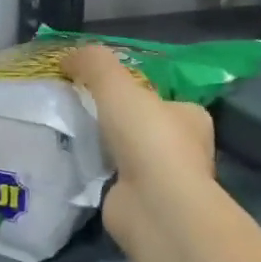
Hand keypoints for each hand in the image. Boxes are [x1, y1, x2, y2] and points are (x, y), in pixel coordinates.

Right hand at [63, 46, 216, 249]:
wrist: (153, 204)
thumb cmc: (147, 137)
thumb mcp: (116, 84)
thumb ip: (93, 63)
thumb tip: (68, 57)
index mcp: (192, 116)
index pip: (163, 98)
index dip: (135, 91)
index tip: (103, 90)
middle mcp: (186, 148)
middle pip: (145, 126)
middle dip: (117, 121)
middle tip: (80, 110)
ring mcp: (166, 180)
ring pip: (130, 155)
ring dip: (106, 148)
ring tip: (72, 136)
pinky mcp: (144, 204)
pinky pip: (116, 180)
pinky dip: (99, 173)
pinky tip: (77, 165)